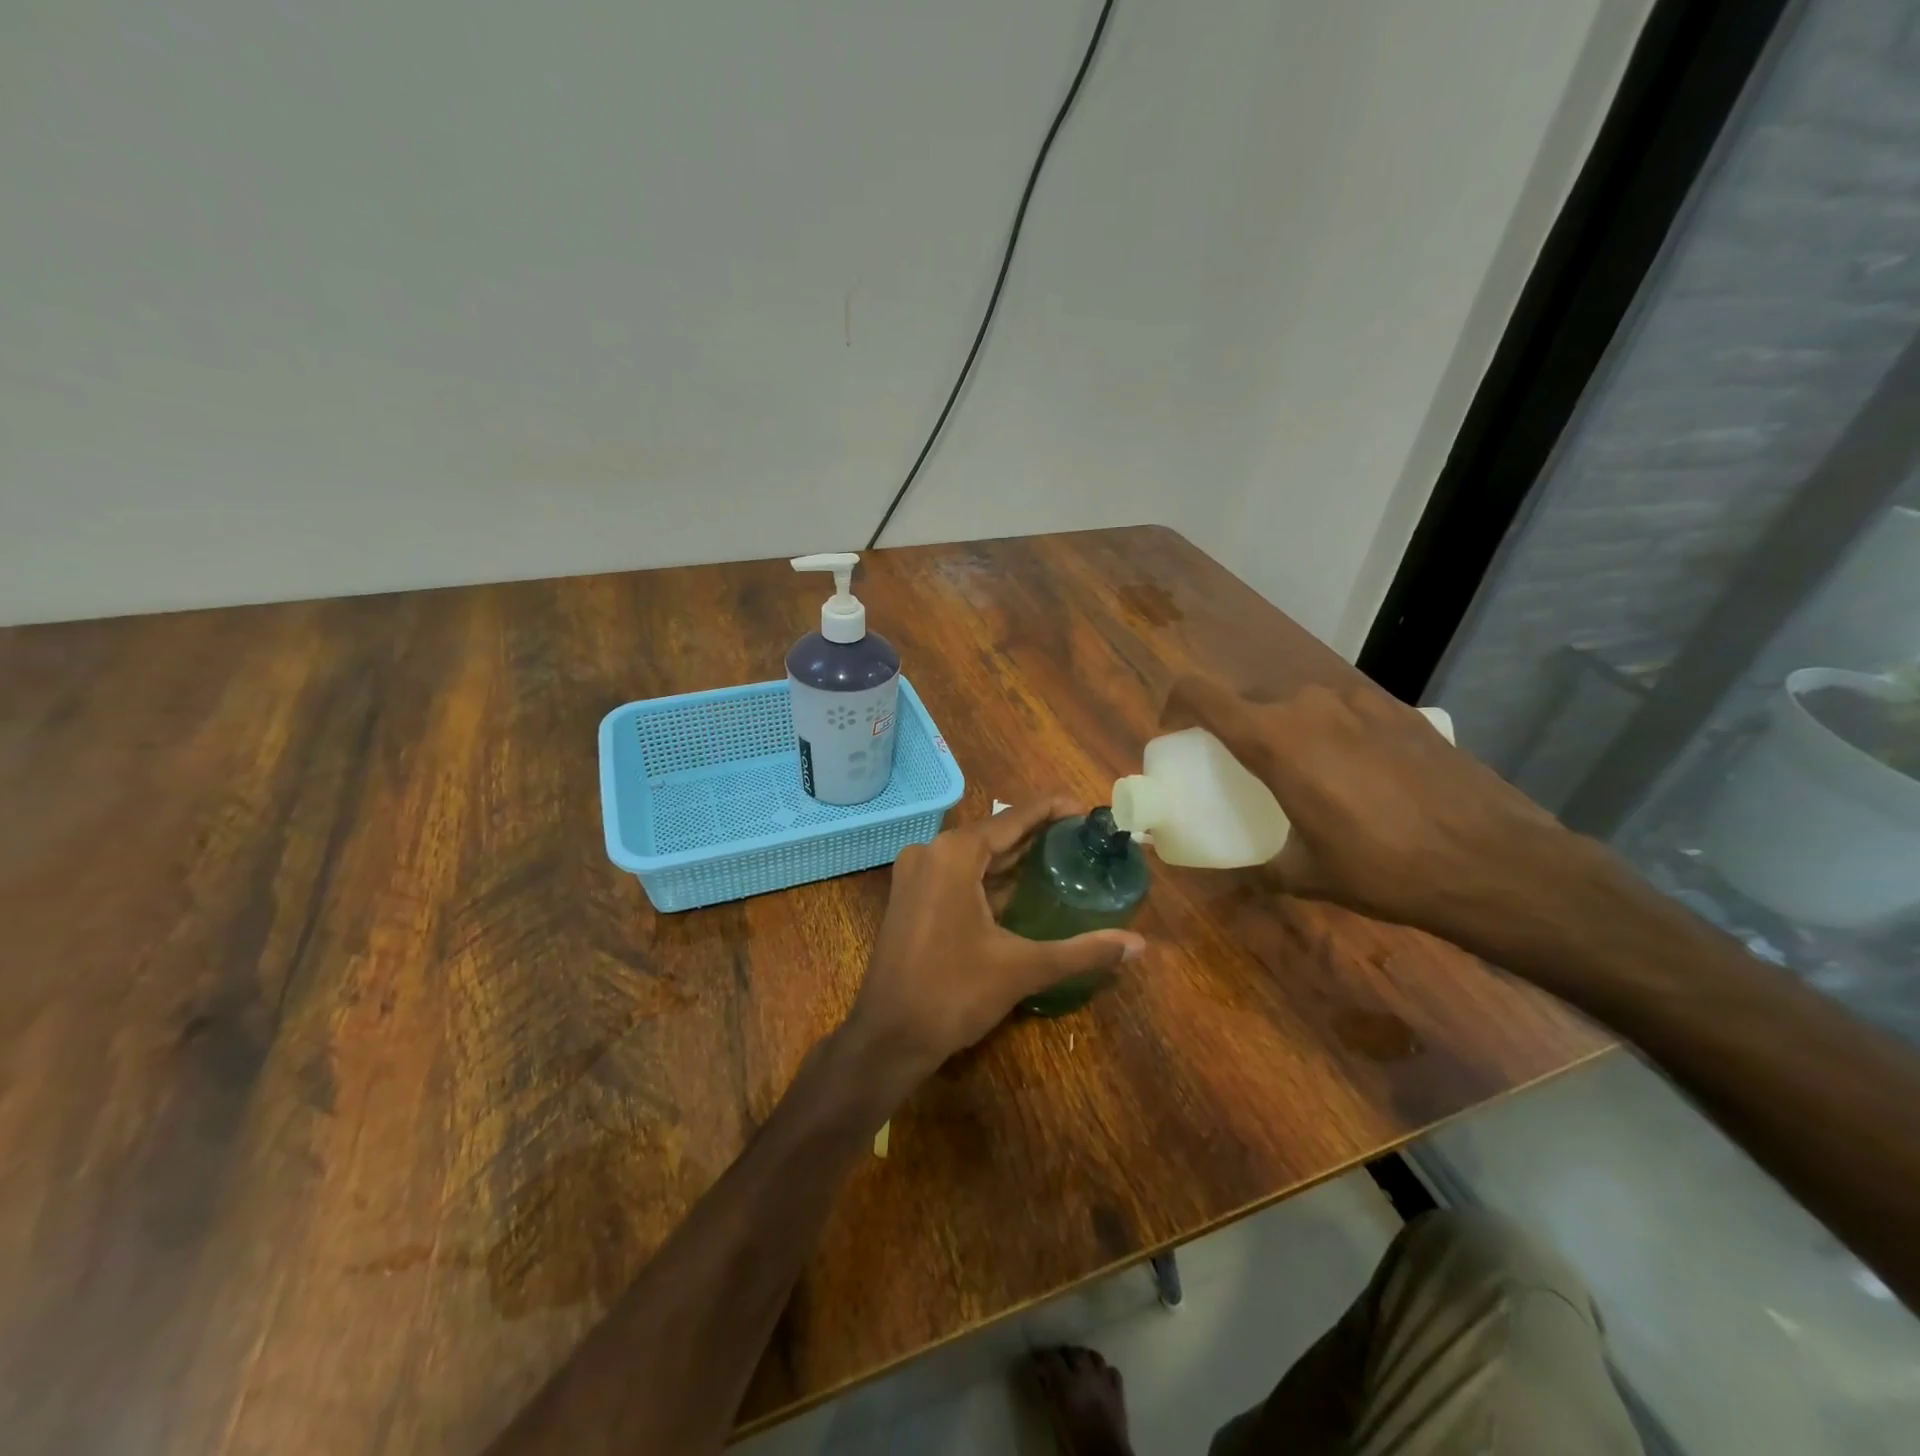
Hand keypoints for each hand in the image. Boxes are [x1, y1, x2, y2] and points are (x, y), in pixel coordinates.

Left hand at [848, 798, 1145, 1088]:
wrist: (888, 1037)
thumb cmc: (953, 993)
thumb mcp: (1022, 968)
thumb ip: (1083, 951)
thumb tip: (1139, 946)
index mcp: (954, 854)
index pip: (1013, 818)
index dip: (1051, 810)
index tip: (1087, 811)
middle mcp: (931, 852)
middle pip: (994, 834)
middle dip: (1036, 834)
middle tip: (1082, 838)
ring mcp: (916, 875)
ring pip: (974, 856)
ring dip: (1013, 857)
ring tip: (1061, 857)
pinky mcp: (911, 898)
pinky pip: (958, 874)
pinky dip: (990, 877)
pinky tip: (1022, 887)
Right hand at [1163, 675, 1578, 946]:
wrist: (1496, 862)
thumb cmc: (1385, 869)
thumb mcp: (1308, 876)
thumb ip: (1261, 867)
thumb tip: (1239, 873)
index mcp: (1273, 739)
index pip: (1199, 693)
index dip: (1176, 707)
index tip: (1177, 736)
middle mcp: (1309, 705)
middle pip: (1248, 698)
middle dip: (1234, 726)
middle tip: (1240, 767)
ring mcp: (1359, 701)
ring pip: (1297, 702)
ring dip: (1284, 728)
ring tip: (1303, 772)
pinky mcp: (1400, 709)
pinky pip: (1342, 710)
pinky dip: (1330, 731)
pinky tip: (1357, 772)